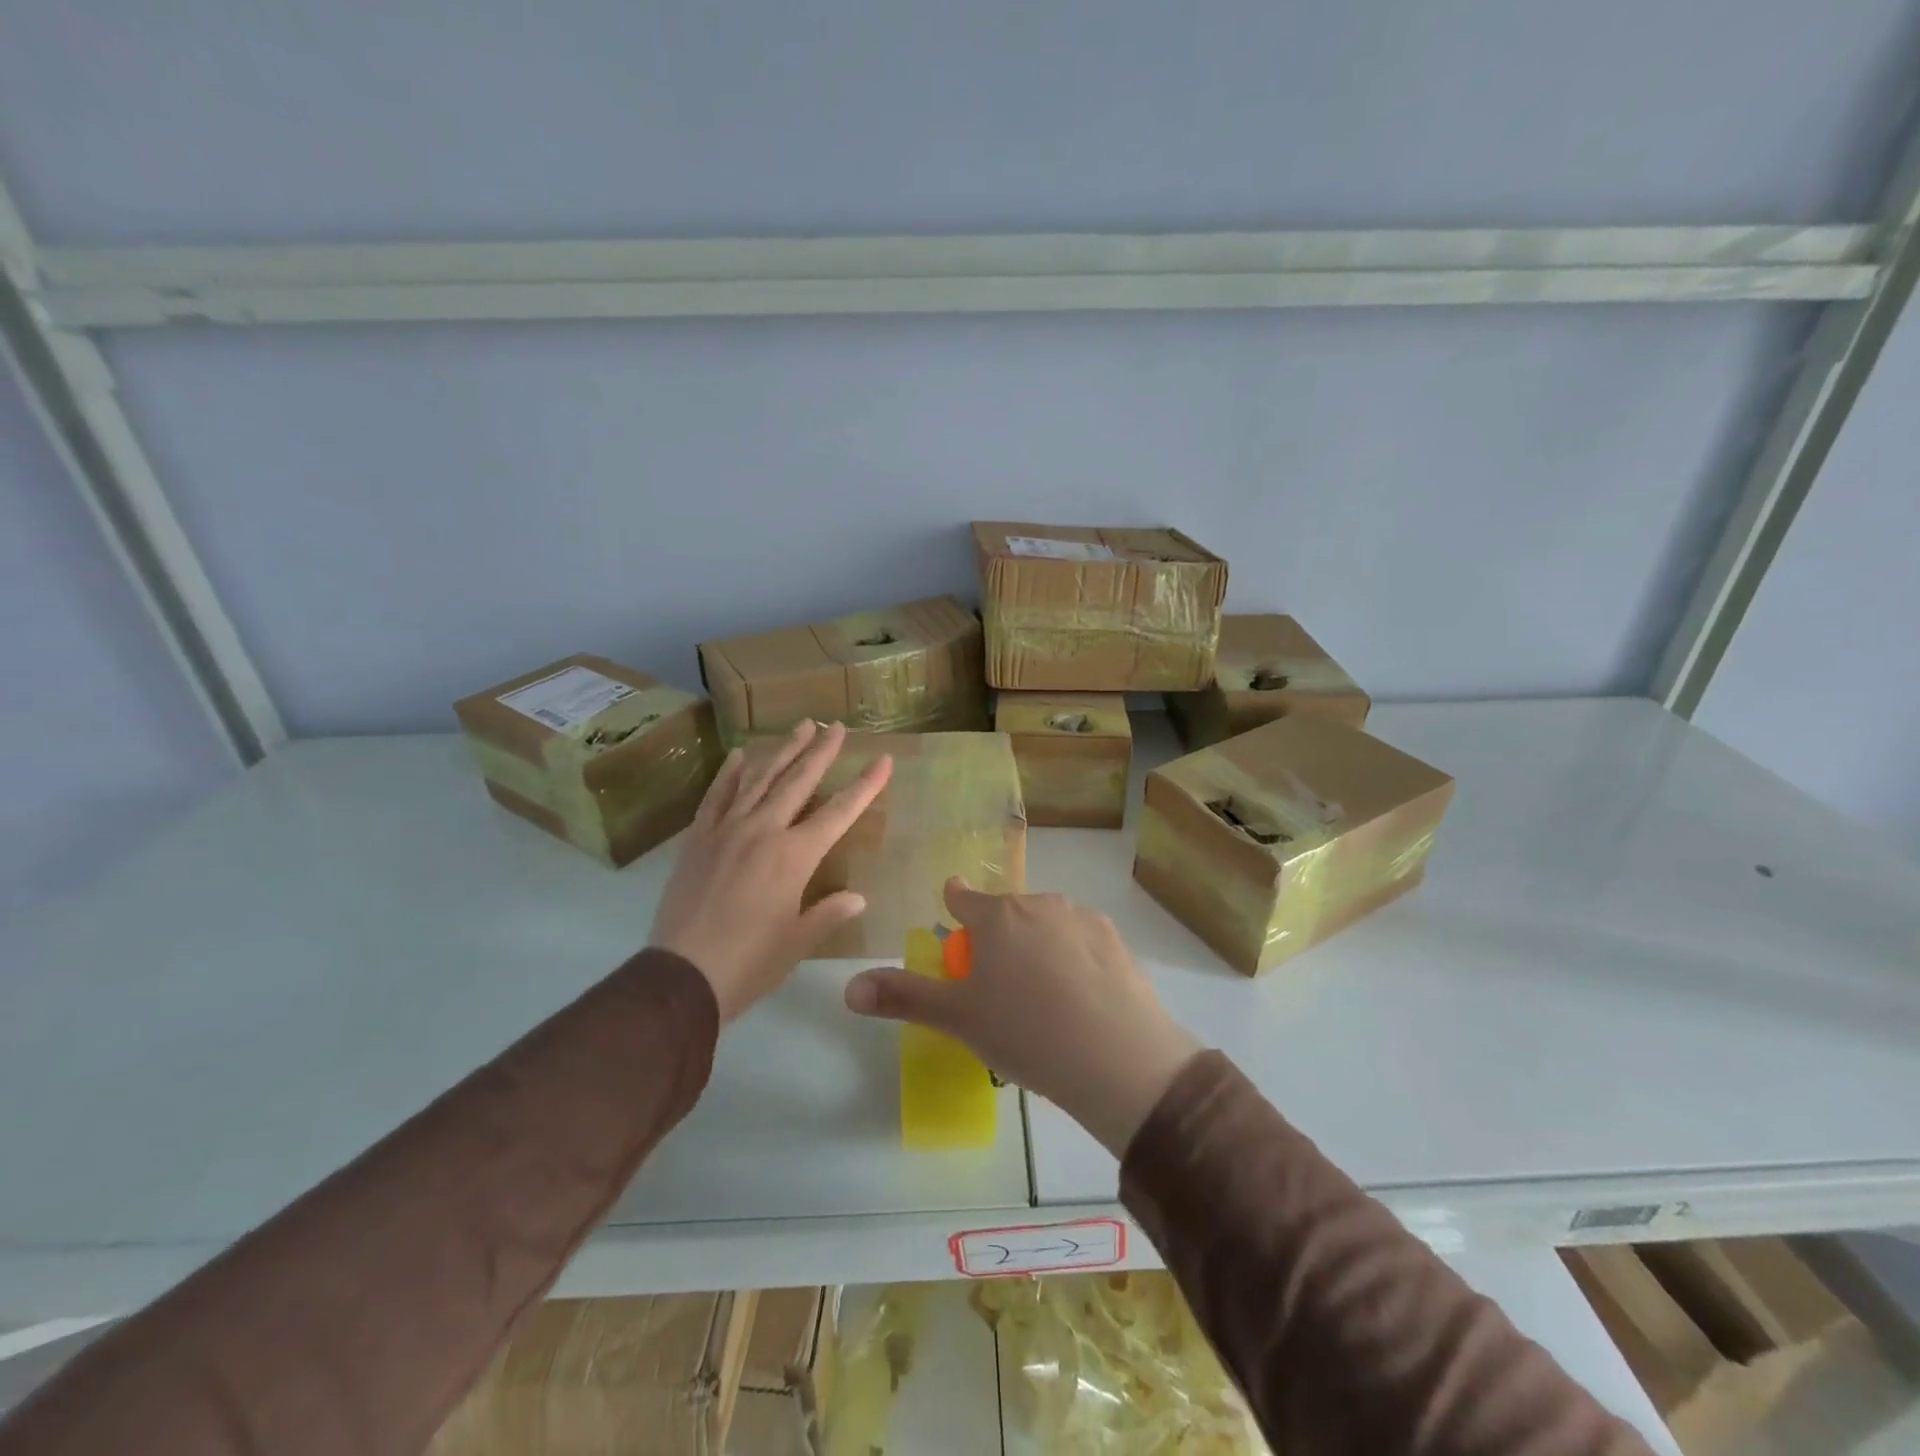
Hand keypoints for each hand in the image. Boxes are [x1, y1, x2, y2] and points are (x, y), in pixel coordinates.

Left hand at [652, 720, 891, 1023]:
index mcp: (795, 856)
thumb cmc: (750, 963)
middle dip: (821, 752)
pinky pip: (717, 796)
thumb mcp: (799, 941)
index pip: (840, 812)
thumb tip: (858, 896)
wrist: (682, 977)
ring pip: (760, 779)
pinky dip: (730, 773)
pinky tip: (741, 754)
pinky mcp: (698, 839)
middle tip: (836, 726)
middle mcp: (763, 831)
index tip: (883, 759)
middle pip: (798, 781)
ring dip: (782, 751)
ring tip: (800, 727)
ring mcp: (727, 830)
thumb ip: (830, 912)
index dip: (865, 784)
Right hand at [844, 878, 1201, 1155]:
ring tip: (1042, 993)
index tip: (953, 909)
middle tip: (999, 979)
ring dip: (1038, 943)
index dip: (955, 903)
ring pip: (1047, 923)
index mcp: (996, 917)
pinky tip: (1080, 995)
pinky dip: (1075, 957)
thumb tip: (847, 988)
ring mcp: (1081, 918)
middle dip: (999, 934)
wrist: (1115, 1056)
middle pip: (1008, 911)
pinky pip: (1082, 940)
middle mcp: (1038, 904)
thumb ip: (902, 998)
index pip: (963, 897)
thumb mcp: (958, 1019)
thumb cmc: (1024, 1032)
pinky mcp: (1115, 939)